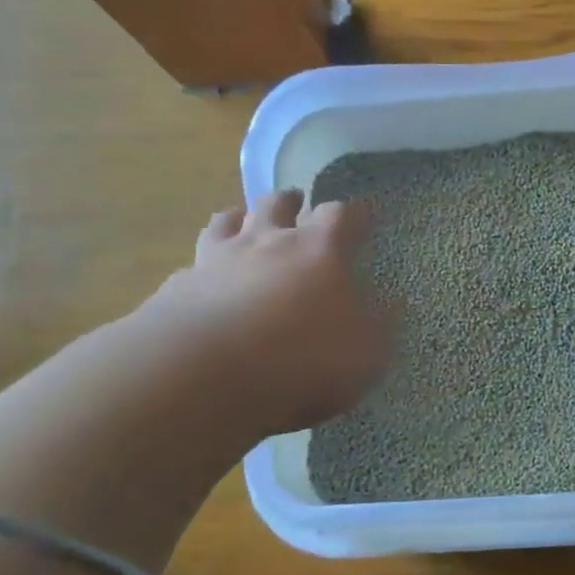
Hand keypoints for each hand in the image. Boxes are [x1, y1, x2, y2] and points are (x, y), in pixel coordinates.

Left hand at [136, 190, 390, 438]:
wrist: (205, 374)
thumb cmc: (302, 357)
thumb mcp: (367, 352)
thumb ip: (381, 325)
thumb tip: (394, 304)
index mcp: (319, 249)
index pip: (342, 215)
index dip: (355, 215)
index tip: (364, 216)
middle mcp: (267, 241)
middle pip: (278, 204)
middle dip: (291, 201)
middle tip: (297, 202)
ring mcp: (217, 260)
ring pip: (227, 221)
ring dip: (239, 217)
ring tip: (243, 220)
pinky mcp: (179, 287)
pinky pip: (193, 265)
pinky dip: (202, 267)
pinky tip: (202, 280)